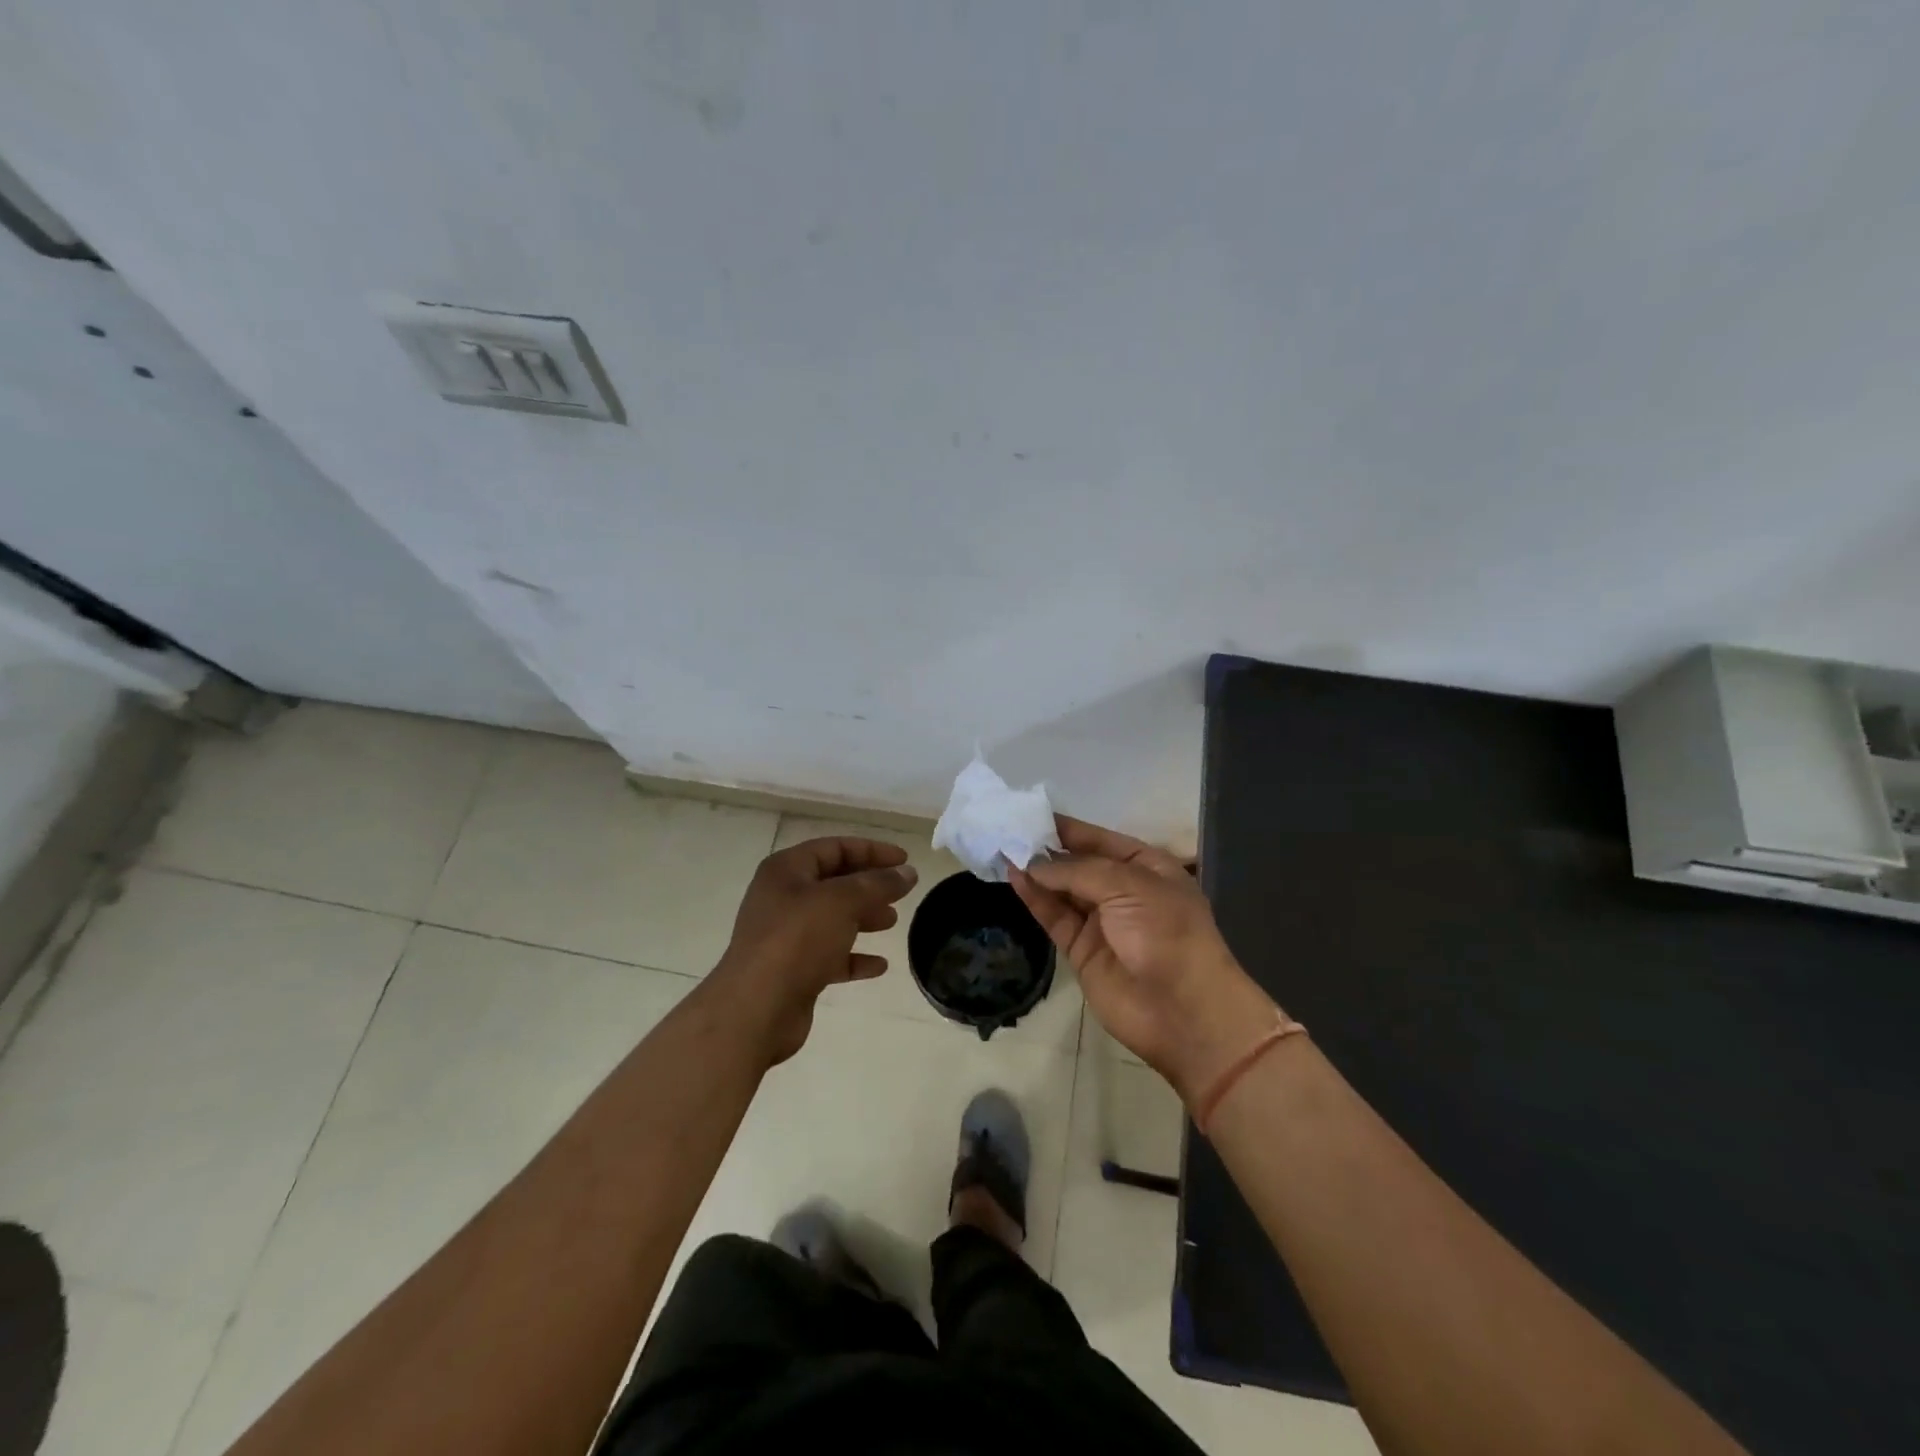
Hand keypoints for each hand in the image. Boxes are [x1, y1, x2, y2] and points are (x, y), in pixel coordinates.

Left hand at [714, 836, 917, 1065]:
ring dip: (864, 918)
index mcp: (786, 870)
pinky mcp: (792, 970)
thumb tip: (907, 873)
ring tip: (892, 922)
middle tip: (901, 893)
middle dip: (869, 886)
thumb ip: (878, 884)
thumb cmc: (797, 940)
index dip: (872, 850)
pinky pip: (829, 955)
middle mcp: (782, 898)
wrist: (756, 1009)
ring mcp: (785, 936)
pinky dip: (854, 956)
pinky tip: (879, 966)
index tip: (905, 860)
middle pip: (834, 882)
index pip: (835, 848)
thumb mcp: (843, 902)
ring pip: (832, 919)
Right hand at [1011, 816, 1277, 1103]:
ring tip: (1003, 849)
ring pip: (1062, 890)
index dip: (1069, 828)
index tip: (1032, 813)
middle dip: (1048, 848)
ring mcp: (1102, 922)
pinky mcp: (1081, 950)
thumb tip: (1034, 863)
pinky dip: (1035, 898)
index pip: (1102, 839)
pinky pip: (1055, 917)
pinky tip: (1015, 877)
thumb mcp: (1129, 886)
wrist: (1183, 1010)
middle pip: (1079, 864)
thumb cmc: (1166, 932)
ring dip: (1036, 872)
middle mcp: (1123, 891)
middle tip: (1009, 829)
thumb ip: (1078, 871)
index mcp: (1147, 868)